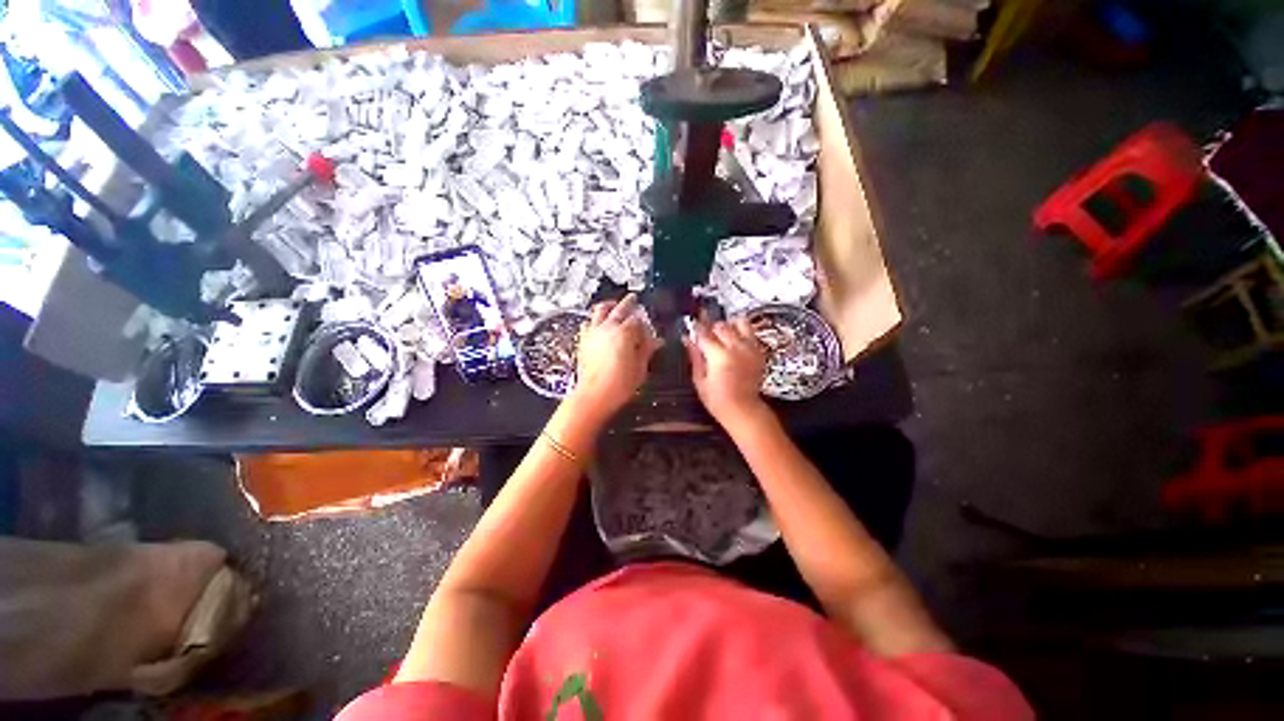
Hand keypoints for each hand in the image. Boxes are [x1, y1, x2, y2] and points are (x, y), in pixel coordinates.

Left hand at [570, 294, 662, 420]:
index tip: (649, 329)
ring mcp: (593, 333)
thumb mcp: (640, 368)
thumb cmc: (617, 385)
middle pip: (620, 308)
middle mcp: (607, 328)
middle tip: (634, 299)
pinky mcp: (584, 341)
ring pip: (600, 310)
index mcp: (624, 333)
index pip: (638, 320)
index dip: (645, 323)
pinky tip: (598, 323)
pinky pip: (588, 323)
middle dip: (629, 303)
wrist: (594, 396)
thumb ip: (646, 351)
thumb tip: (655, 342)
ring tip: (614, 304)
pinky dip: (594, 319)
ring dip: (609, 305)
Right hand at [684, 316, 768, 427]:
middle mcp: (736, 348)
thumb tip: (687, 339)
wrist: (743, 409)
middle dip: (711, 328)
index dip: (696, 328)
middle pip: (721, 325)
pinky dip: (741, 333)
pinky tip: (734, 343)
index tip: (691, 325)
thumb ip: (694, 356)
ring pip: (739, 323)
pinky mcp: (759, 351)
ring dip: (728, 326)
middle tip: (706, 336)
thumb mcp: (699, 379)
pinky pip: (750, 333)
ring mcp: (750, 348)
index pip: (704, 333)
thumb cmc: (717, 399)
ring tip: (722, 336)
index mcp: (719, 356)